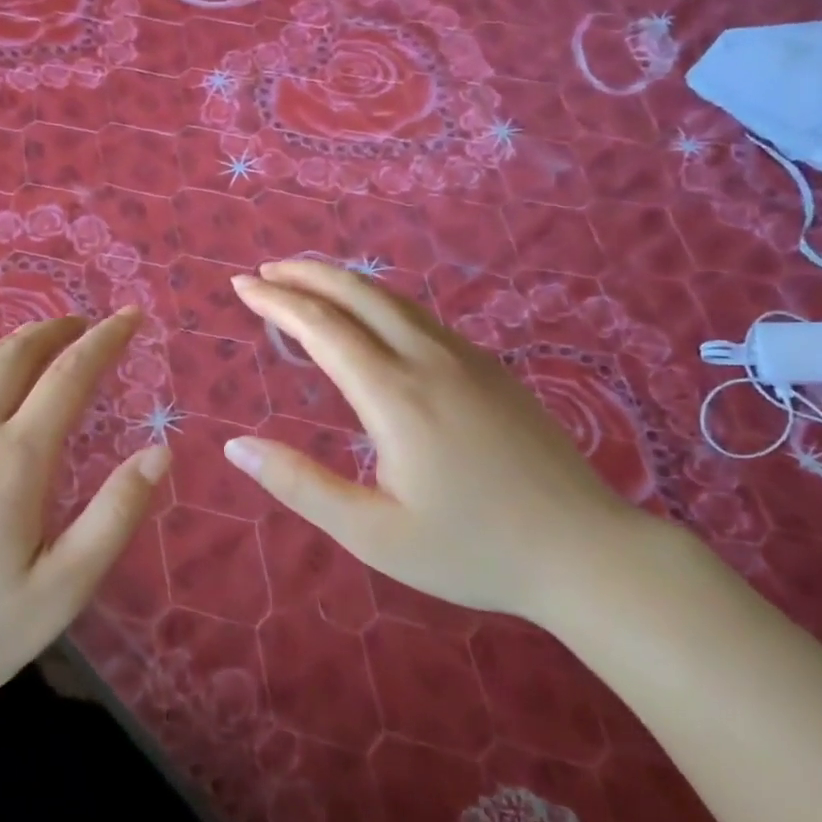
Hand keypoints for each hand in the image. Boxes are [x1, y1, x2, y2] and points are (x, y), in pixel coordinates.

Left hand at [0, 311, 167, 727]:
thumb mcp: (65, 586)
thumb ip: (116, 514)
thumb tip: (160, 452)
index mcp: (15, 460)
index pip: (69, 377)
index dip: (105, 341)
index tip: (129, 316)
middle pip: (13, 359)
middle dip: (53, 332)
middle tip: (81, 324)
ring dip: (5, 351)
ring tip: (32, 345)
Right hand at [224, 260, 658, 622]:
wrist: (586, 551)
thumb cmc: (472, 550)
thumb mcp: (372, 534)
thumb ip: (300, 485)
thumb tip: (236, 447)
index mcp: (395, 396)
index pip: (322, 328)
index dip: (277, 302)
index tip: (241, 285)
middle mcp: (429, 361)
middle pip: (359, 295)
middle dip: (307, 274)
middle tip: (265, 270)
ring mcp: (468, 359)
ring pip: (395, 300)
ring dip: (344, 283)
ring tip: (307, 283)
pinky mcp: (492, 370)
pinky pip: (423, 318)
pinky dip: (380, 303)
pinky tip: (372, 319)